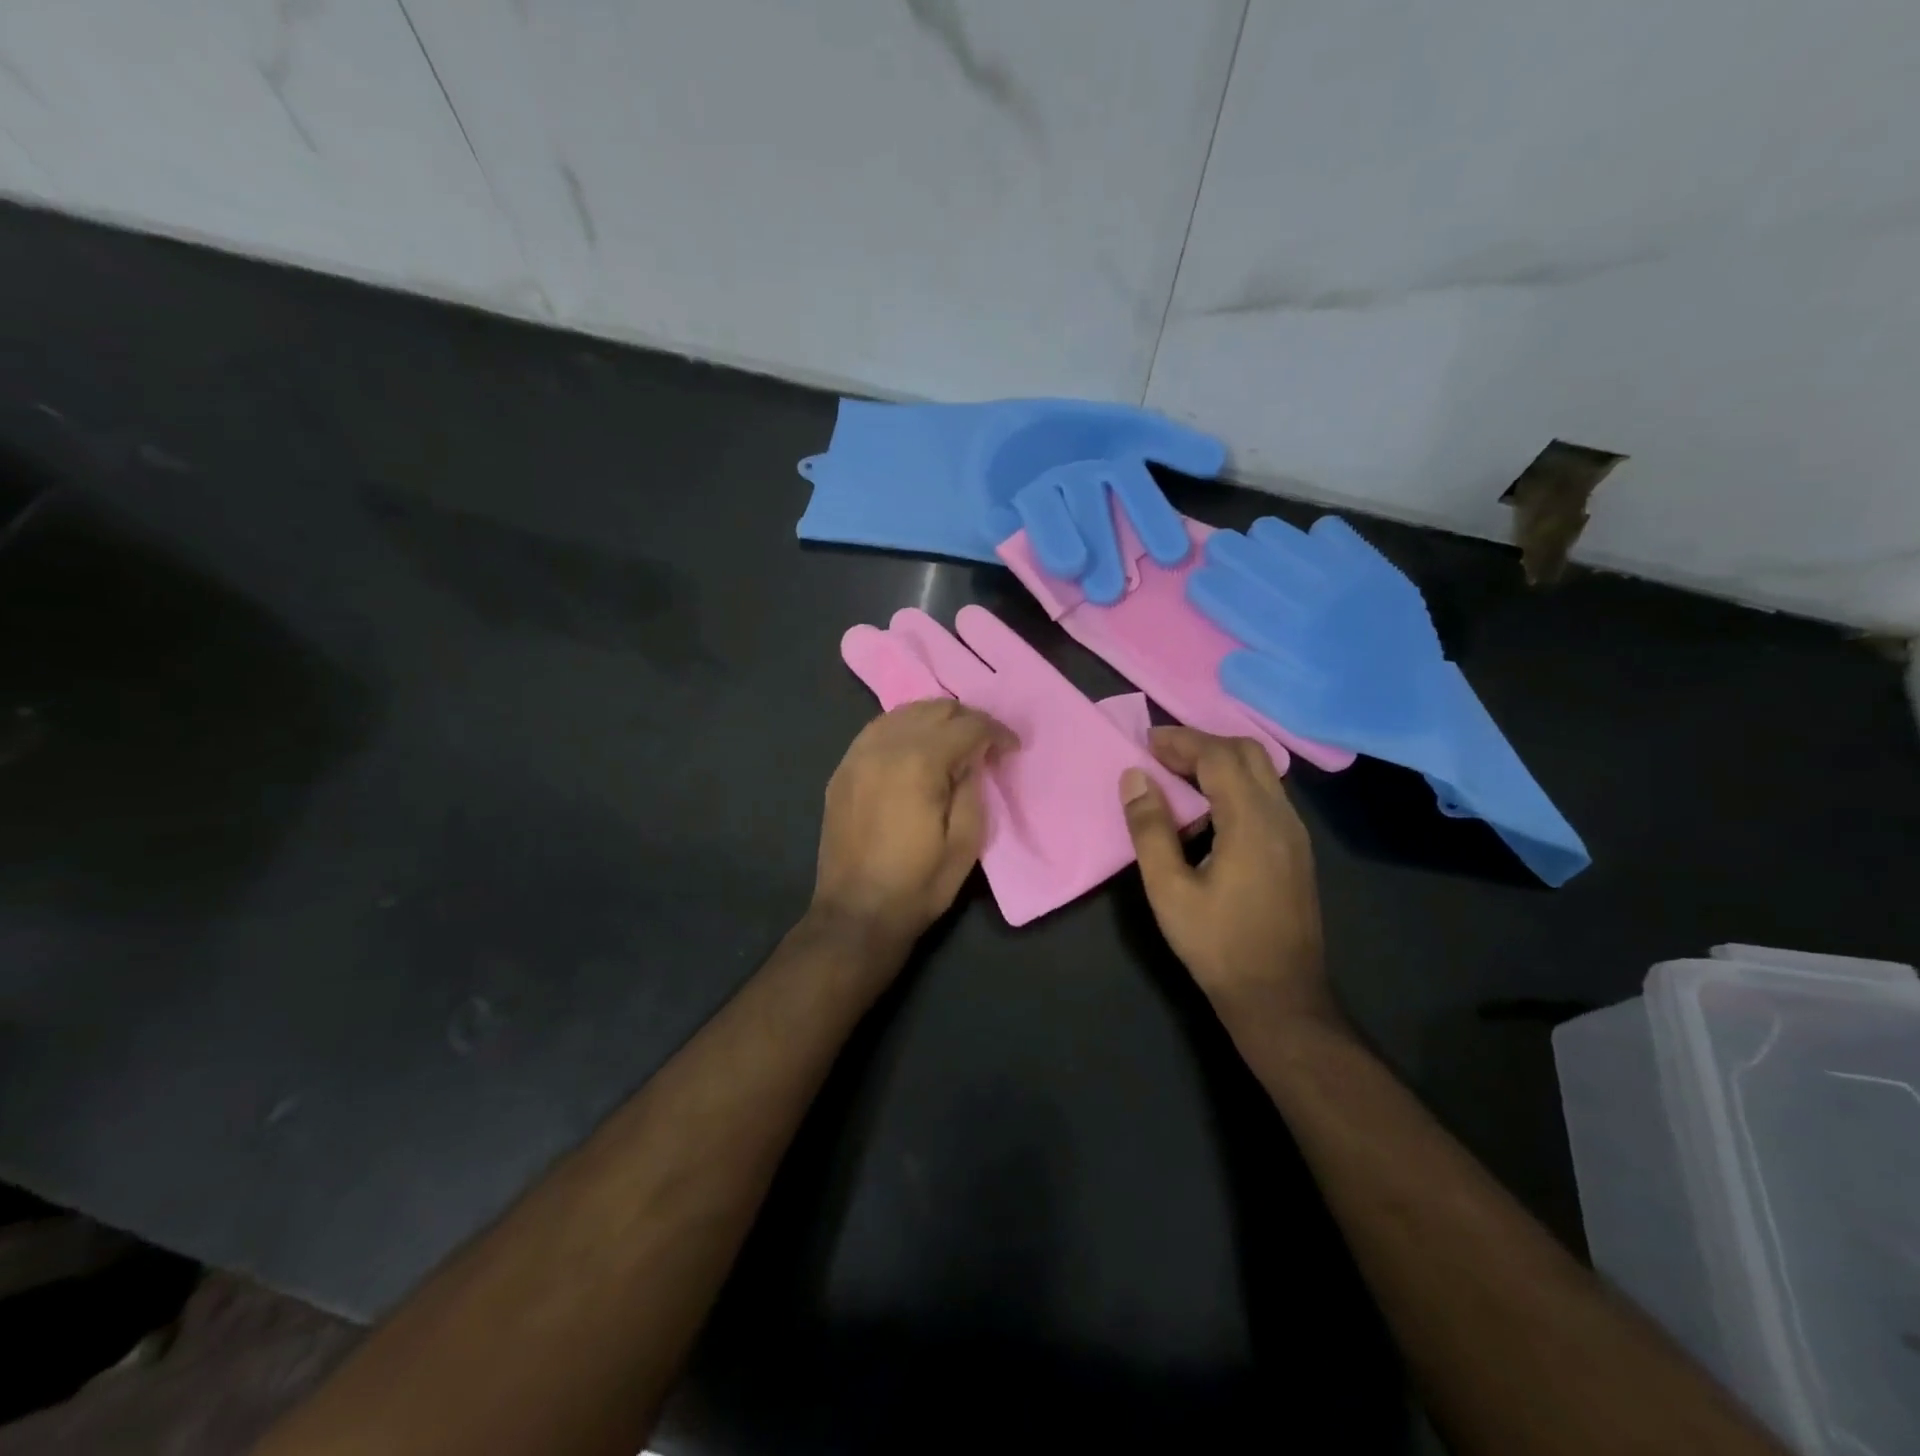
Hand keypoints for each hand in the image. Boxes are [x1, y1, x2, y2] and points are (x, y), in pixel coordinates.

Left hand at [813, 699, 1016, 949]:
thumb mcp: (965, 843)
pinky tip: (915, 749)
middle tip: (985, 745)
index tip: (1012, 749)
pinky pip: (877, 730)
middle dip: (967, 720)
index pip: (967, 725)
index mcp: (919, 762)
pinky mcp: (842, 770)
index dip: (997, 732)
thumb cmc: (918, 884)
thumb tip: (973, 758)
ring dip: (934, 720)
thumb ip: (973, 788)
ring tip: (952, 743)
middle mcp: (885, 746)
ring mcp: (857, 755)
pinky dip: (903, 729)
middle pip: (934, 708)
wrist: (855, 914)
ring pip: (903, 712)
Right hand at [1119, 727, 1336, 1027]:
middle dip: (1202, 743)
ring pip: (1261, 773)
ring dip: (1219, 762)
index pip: (1218, 756)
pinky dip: (1234, 785)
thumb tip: (1135, 778)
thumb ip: (1150, 829)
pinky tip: (1207, 812)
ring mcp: (1295, 834)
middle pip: (1247, 753)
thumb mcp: (1169, 889)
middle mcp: (1282, 817)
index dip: (1181, 741)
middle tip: (1160, 754)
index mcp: (1252, 821)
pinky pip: (1266, 796)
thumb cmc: (1218, 944)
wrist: (1280, 997)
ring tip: (1177, 777)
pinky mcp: (1296, 851)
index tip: (1145, 742)